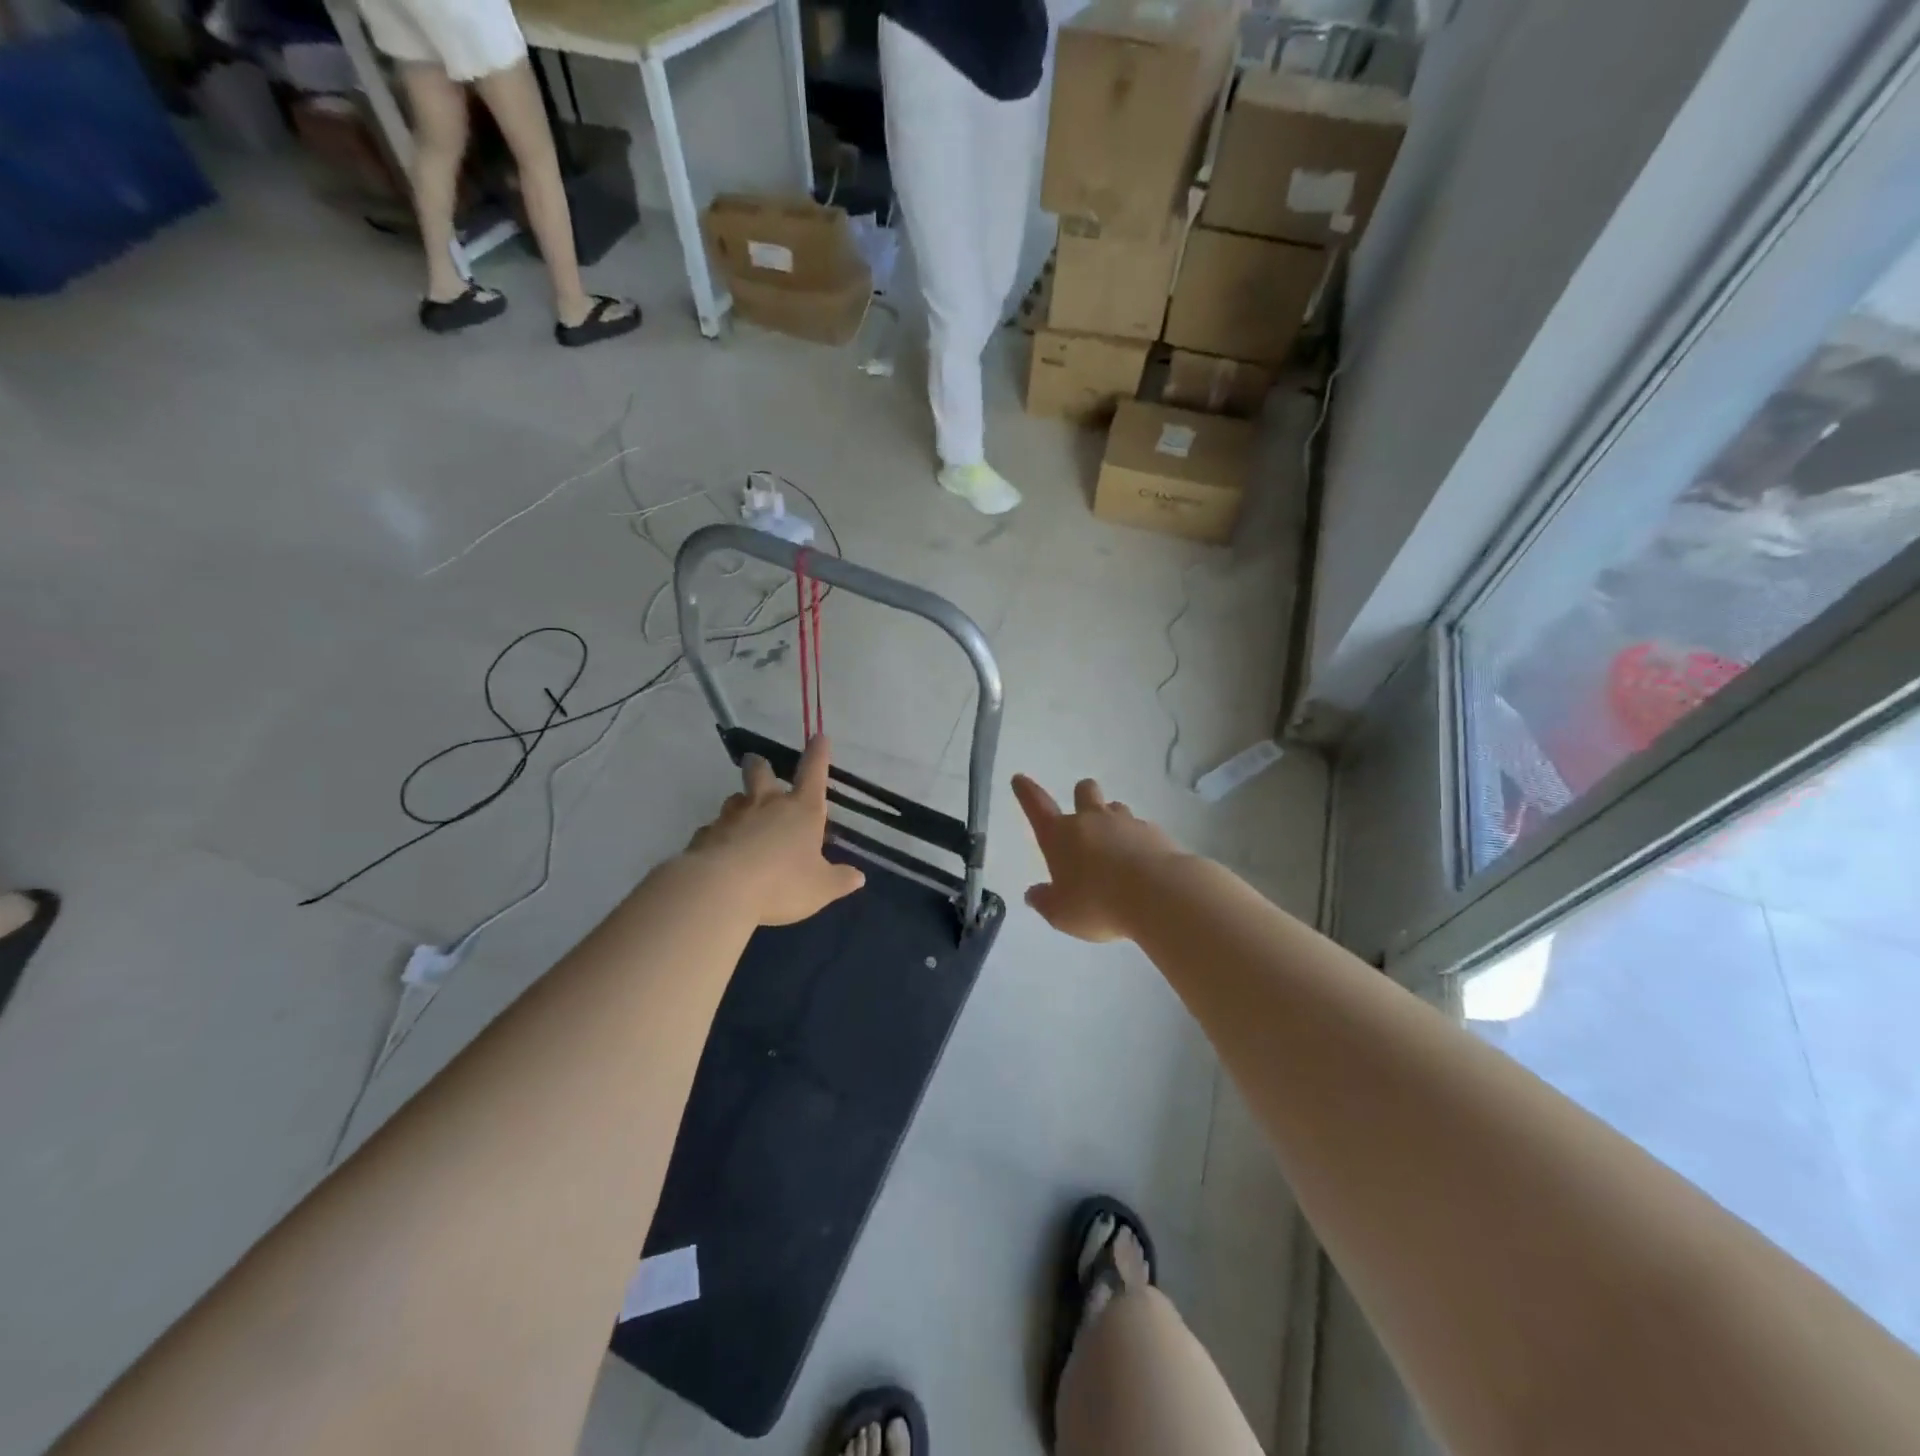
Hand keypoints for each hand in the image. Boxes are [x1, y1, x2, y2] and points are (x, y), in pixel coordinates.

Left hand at [683, 736, 865, 926]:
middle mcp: (766, 805)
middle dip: (760, 766)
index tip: (819, 737)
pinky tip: (721, 850)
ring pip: (734, 799)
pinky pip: (713, 830)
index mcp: (801, 810)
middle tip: (757, 764)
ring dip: (740, 802)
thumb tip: (858, 876)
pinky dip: (719, 836)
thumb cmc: (781, 883)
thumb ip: (839, 880)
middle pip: (760, 773)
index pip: (813, 773)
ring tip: (743, 813)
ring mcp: (731, 818)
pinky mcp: (704, 836)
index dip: (818, 754)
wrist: (719, 890)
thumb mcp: (821, 888)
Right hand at [1012, 774, 1181, 941]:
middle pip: (1084, 791)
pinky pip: (1142, 829)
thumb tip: (1034, 894)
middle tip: (1084, 816)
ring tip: (1116, 848)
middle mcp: (1091, 821)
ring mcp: (1126, 823)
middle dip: (1082, 796)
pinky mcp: (1155, 833)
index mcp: (1060, 835)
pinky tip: (1142, 865)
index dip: (1026, 792)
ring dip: (1112, 820)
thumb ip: (1045, 901)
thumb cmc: (1098, 903)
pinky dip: (1138, 842)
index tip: (1020, 779)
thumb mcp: (1061, 913)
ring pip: (1115, 808)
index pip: (1037, 805)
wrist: (1158, 895)